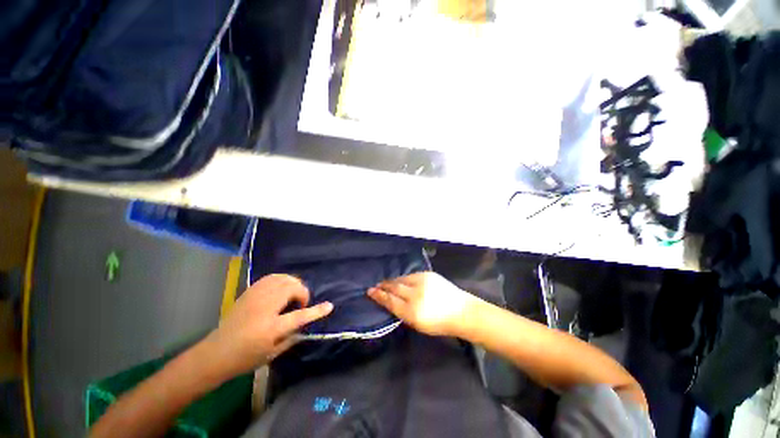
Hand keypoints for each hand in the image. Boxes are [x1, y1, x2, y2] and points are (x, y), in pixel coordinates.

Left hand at [204, 274, 332, 377]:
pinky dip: (281, 279)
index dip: (317, 311)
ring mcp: (255, 297)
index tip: (329, 306)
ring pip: (282, 279)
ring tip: (292, 294)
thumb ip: (292, 338)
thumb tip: (305, 326)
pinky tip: (281, 288)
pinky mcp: (249, 292)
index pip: (300, 316)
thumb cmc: (244, 358)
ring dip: (293, 284)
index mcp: (271, 328)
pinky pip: (271, 277)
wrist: (214, 353)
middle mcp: (264, 308)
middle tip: (300, 304)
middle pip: (292, 288)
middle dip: (302, 293)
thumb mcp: (271, 354)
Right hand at [367, 272, 480, 336]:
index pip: (390, 301)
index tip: (370, 292)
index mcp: (412, 311)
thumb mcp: (418, 325)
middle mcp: (415, 294)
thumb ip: (403, 313)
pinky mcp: (428, 274)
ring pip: (401, 279)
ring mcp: (422, 281)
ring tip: (386, 282)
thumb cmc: (439, 324)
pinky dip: (404, 278)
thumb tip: (391, 302)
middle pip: (394, 287)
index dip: (379, 296)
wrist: (461, 311)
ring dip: (393, 281)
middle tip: (376, 286)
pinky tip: (401, 280)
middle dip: (383, 286)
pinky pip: (411, 275)